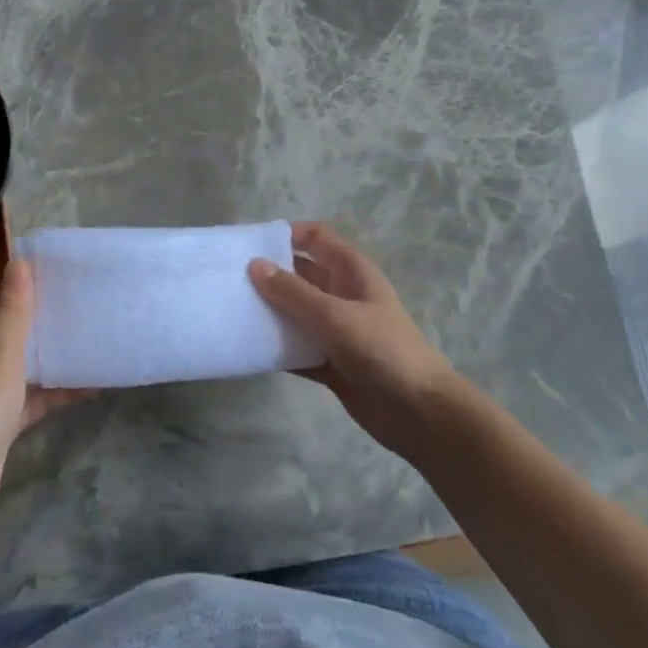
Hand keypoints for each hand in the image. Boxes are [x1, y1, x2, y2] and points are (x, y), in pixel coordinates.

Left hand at [0, 260, 86, 552]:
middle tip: (82, 313)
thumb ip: (13, 312)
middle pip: (15, 339)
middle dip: (44, 328)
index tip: (56, 284)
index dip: (22, 296)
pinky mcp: (5, 427)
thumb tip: (20, 259)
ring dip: (55, 361)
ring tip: (93, 346)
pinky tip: (89, 390)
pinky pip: (37, 401)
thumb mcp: (1, 356)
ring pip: (29, 371)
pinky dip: (58, 394)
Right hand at [250, 222, 464, 462]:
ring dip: (269, 312)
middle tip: (229, 279)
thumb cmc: (382, 351)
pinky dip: (276, 348)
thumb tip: (254, 264)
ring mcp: (336, 330)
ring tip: (230, 310)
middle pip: (300, 275)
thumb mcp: (335, 315)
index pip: (316, 238)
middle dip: (269, 274)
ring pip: (295, 312)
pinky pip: (296, 347)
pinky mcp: (329, 362)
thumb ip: (293, 292)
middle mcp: (342, 295)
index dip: (286, 235)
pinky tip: (248, 348)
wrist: (419, 412)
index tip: (249, 244)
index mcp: (352, 272)